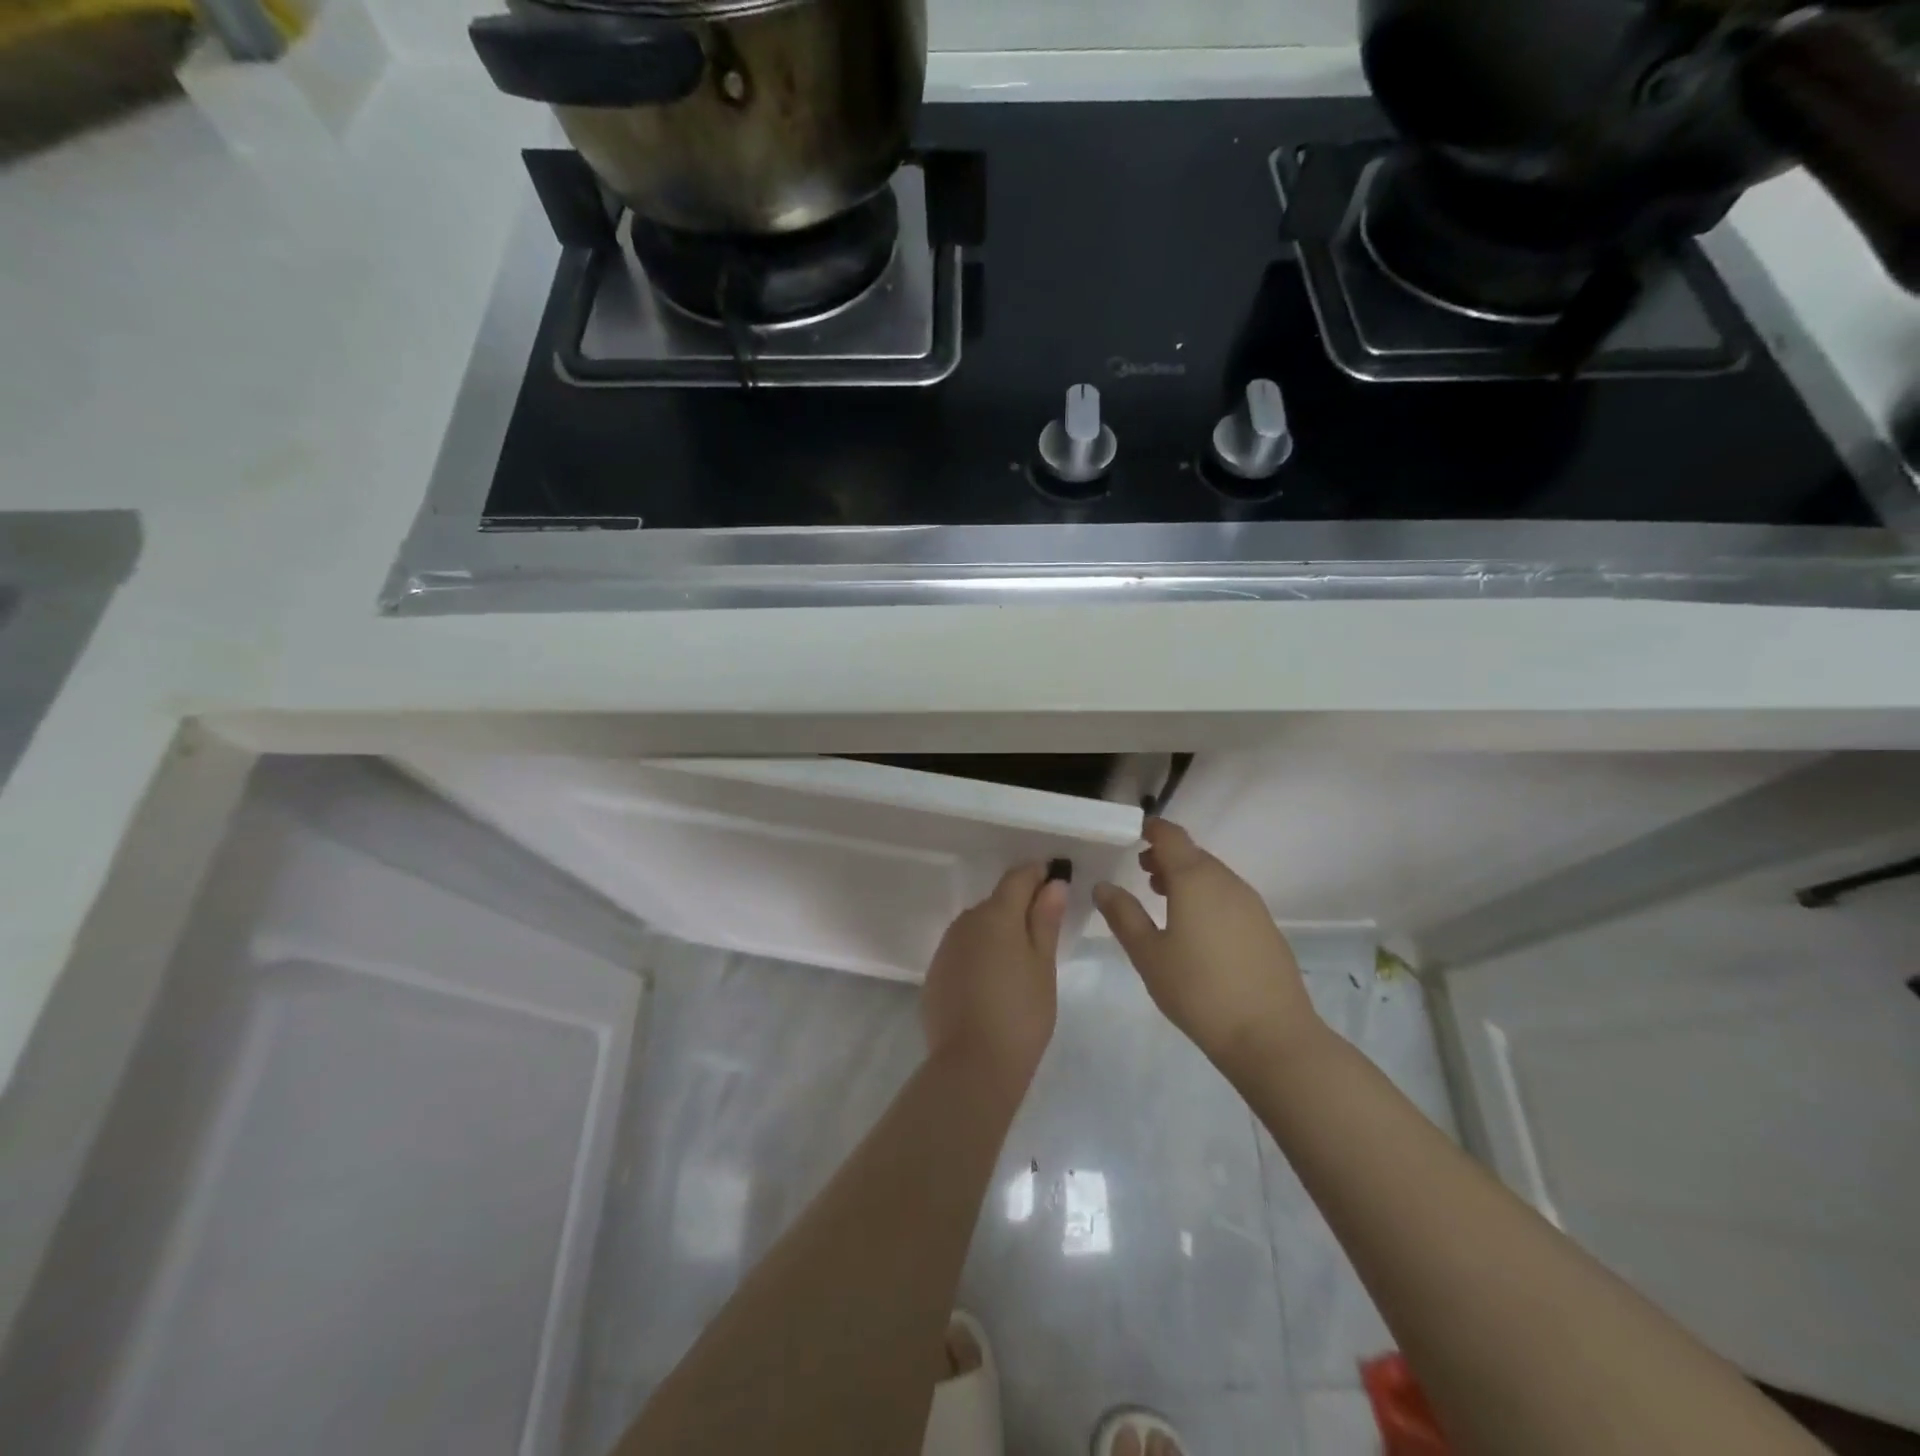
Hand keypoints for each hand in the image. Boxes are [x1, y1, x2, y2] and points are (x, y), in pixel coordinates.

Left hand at [921, 863, 1068, 1081]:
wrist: (972, 1066)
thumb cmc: (1020, 1014)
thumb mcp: (1042, 966)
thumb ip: (1045, 920)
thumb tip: (1052, 883)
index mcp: (996, 915)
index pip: (1018, 878)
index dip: (1038, 874)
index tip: (1056, 878)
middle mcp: (965, 922)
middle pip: (997, 902)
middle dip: (1020, 907)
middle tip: (1046, 928)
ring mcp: (946, 948)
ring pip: (978, 927)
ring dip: (998, 932)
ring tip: (1021, 961)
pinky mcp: (936, 973)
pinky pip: (963, 951)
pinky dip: (980, 955)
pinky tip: (993, 982)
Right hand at [1094, 820, 1319, 1078]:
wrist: (1271, 1036)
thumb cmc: (1198, 990)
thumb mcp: (1148, 954)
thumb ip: (1123, 915)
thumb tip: (1103, 886)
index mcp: (1195, 879)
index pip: (1170, 836)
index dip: (1150, 830)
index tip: (1132, 835)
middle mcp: (1226, 881)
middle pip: (1192, 854)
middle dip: (1165, 856)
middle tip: (1141, 872)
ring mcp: (1251, 904)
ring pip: (1212, 875)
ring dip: (1186, 877)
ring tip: (1163, 899)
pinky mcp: (1266, 927)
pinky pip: (1229, 897)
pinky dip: (1206, 897)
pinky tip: (1196, 930)